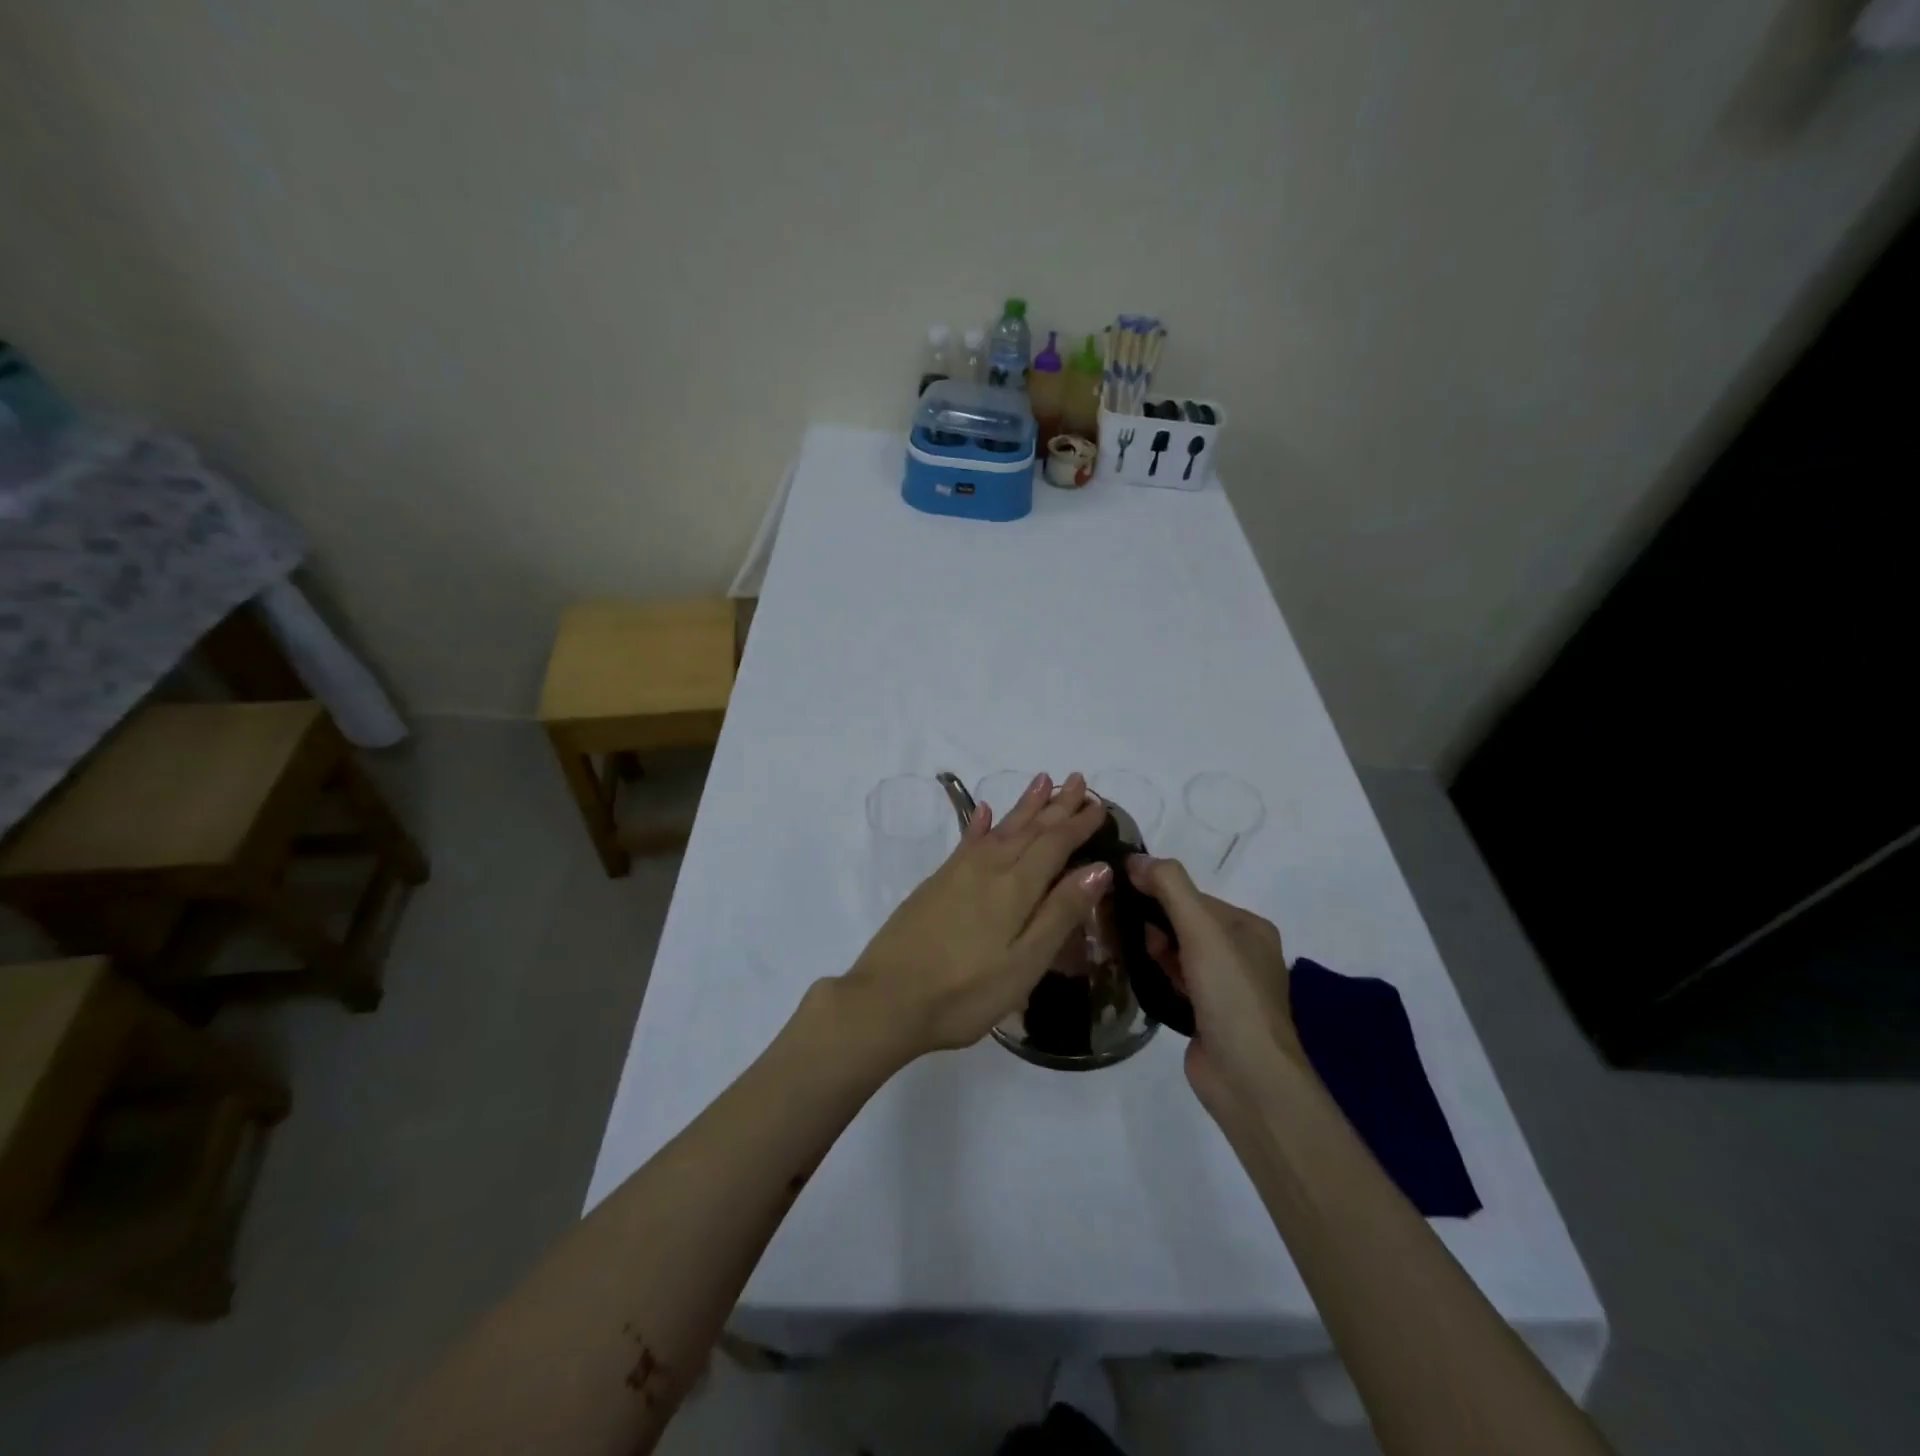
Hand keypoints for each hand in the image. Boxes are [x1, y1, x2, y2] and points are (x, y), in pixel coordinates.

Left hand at [839, 773, 1110, 1063]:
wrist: (887, 999)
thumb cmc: (965, 993)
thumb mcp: (1024, 964)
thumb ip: (1060, 913)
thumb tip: (1097, 868)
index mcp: (1015, 888)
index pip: (1055, 844)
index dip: (1078, 824)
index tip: (1100, 804)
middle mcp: (988, 868)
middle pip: (1030, 829)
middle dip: (1057, 805)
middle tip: (1079, 780)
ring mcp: (958, 872)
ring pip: (1001, 828)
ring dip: (1025, 805)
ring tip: (1043, 781)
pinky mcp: (936, 882)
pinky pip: (967, 840)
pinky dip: (980, 823)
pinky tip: (984, 811)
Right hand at [1126, 856, 1306, 1116]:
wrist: (1247, 1077)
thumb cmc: (1230, 994)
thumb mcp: (1201, 929)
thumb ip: (1170, 887)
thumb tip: (1135, 858)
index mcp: (1250, 928)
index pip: (1194, 896)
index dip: (1159, 890)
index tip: (1120, 889)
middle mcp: (1241, 953)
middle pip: (1185, 922)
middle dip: (1153, 918)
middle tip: (1113, 916)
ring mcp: (1224, 987)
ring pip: (1178, 952)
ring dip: (1152, 945)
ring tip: (1115, 939)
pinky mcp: (1206, 1014)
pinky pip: (1174, 979)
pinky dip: (1156, 971)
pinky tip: (1132, 968)